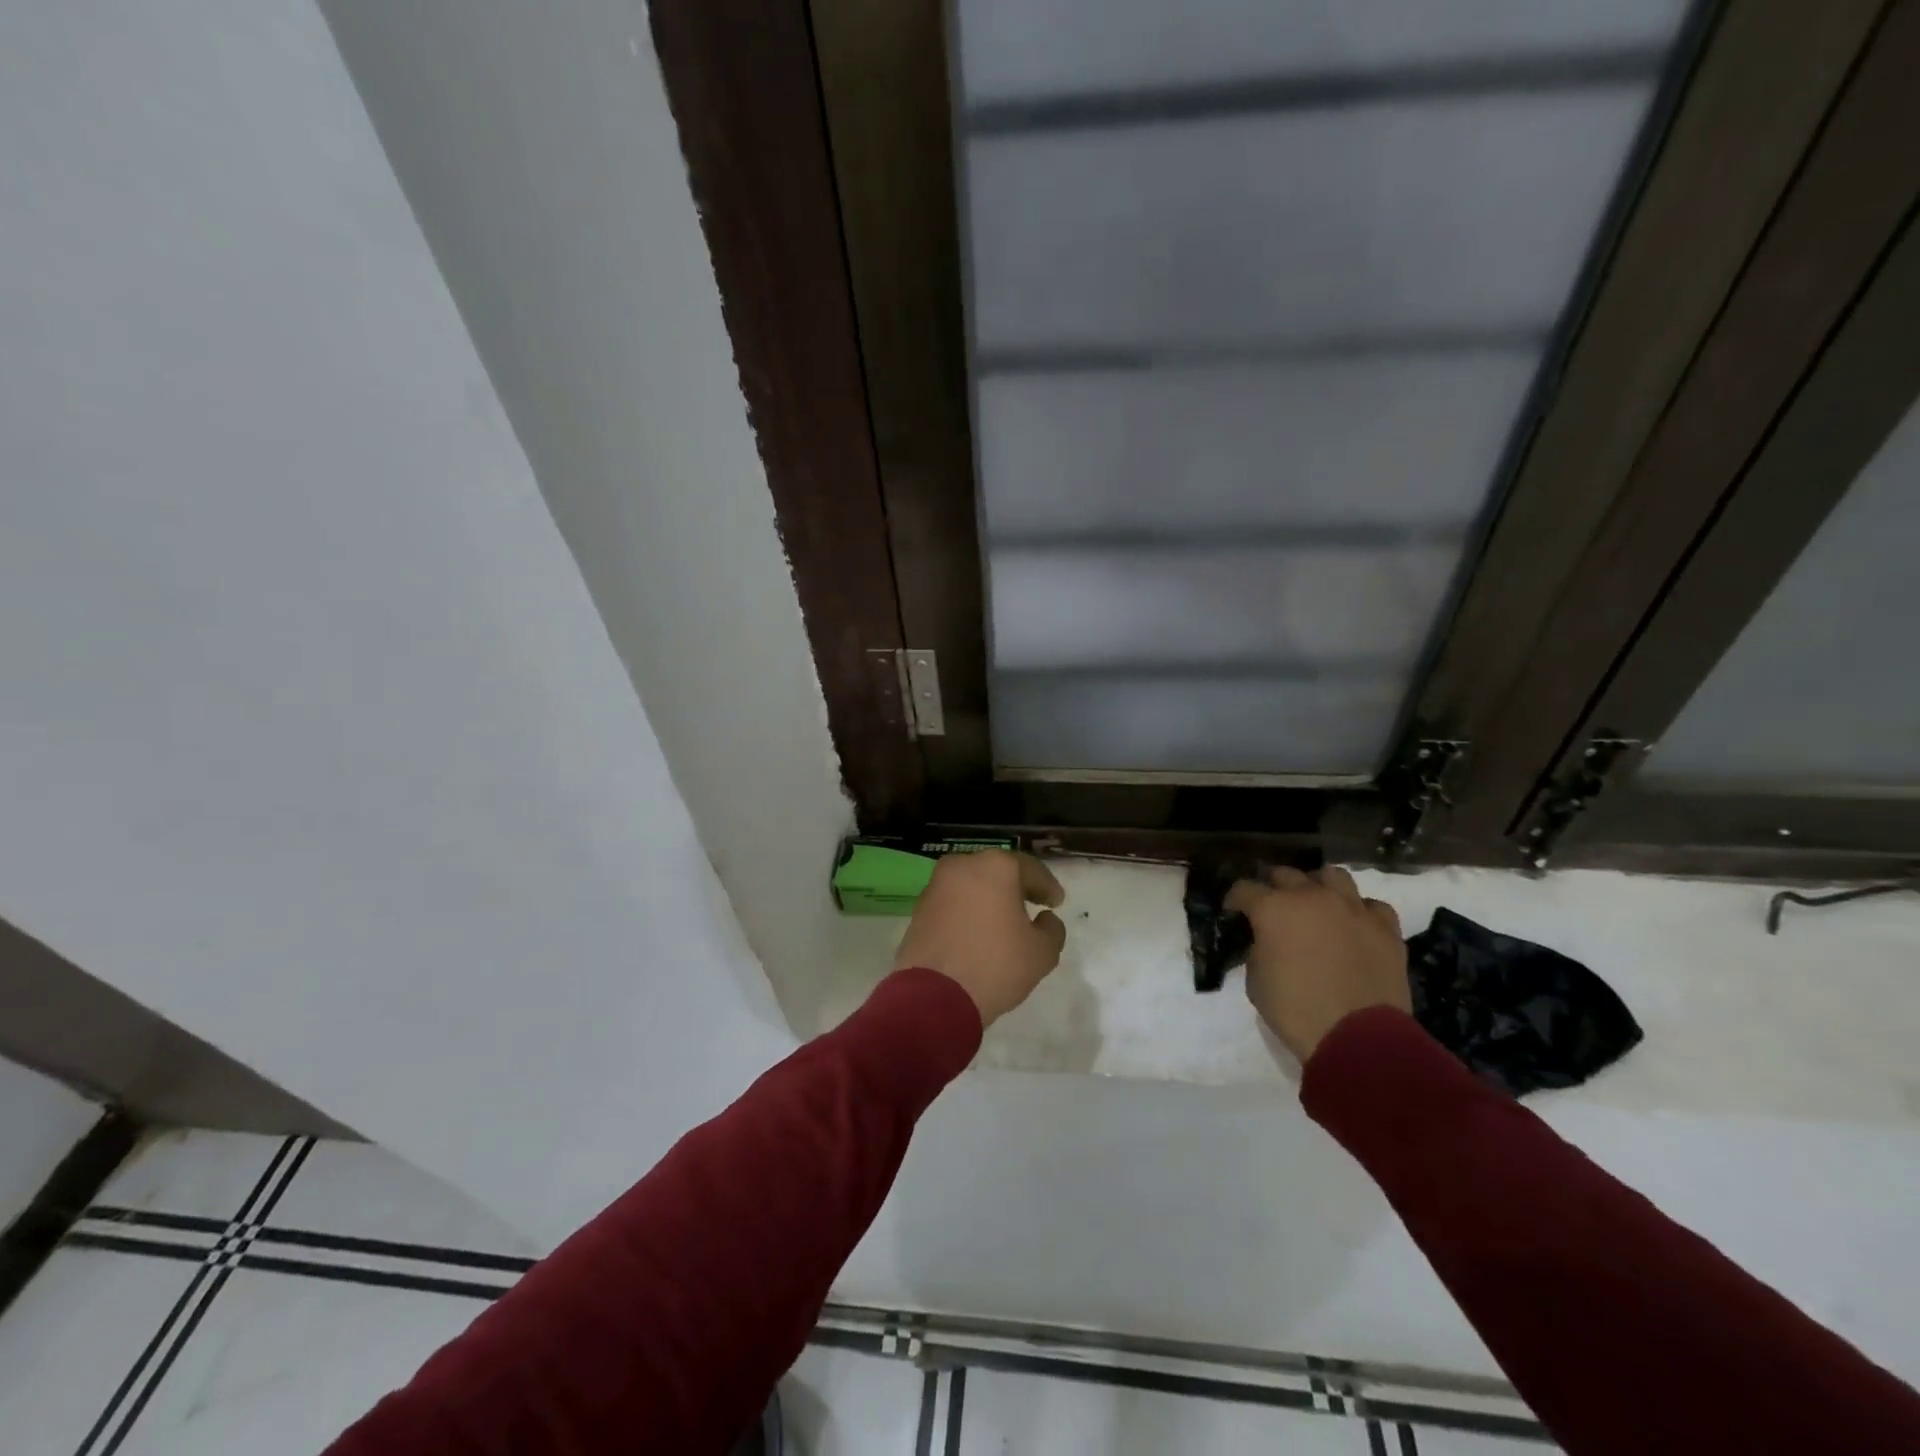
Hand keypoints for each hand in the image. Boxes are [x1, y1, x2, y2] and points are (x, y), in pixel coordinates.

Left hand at [892, 850, 1067, 1027]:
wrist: (933, 996)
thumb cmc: (995, 965)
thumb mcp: (1042, 952)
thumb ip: (1052, 929)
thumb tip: (1044, 919)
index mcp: (995, 866)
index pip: (1030, 869)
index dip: (1047, 886)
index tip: (1056, 903)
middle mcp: (962, 865)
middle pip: (997, 871)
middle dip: (1016, 887)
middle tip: (1033, 905)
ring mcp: (936, 886)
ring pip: (972, 885)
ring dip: (990, 899)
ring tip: (1004, 922)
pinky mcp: (919, 909)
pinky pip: (953, 903)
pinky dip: (968, 911)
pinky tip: (978, 932)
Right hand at [1225, 866, 1409, 1063]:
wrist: (1358, 1038)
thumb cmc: (1296, 1011)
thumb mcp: (1256, 981)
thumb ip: (1257, 950)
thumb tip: (1266, 942)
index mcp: (1273, 908)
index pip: (1244, 888)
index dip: (1236, 901)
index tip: (1235, 913)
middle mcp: (1311, 897)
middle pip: (1286, 874)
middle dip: (1274, 888)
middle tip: (1274, 909)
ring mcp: (1352, 908)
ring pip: (1332, 875)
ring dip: (1319, 886)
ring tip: (1317, 905)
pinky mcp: (1385, 927)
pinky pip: (1371, 906)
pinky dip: (1360, 911)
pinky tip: (1355, 926)